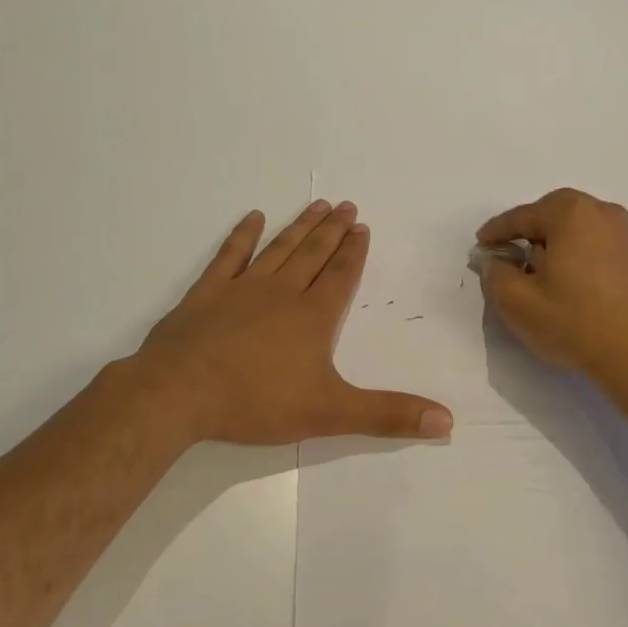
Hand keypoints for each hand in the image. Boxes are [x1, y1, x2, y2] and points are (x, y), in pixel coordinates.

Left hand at [126, 201, 453, 445]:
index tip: (364, 228)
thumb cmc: (257, 401)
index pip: (341, 276)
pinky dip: (242, 236)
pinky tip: (252, 217)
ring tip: (317, 205)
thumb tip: (447, 421)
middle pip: (314, 254)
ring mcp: (242, 289)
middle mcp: (283, 292)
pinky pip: (229, 256)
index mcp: (313, 316)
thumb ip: (388, 415)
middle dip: (333, 231)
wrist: (180, 393)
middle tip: (347, 206)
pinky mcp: (207, 293)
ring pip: (279, 249)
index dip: (355, 252)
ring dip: (300, 227)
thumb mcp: (330, 413)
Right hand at [477, 189, 627, 394]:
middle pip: (548, 216)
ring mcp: (621, 231)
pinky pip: (589, 241)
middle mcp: (599, 211)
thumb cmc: (573, 323)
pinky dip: (570, 252)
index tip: (479, 246)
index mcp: (570, 213)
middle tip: (505, 259)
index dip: (495, 232)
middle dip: (525, 234)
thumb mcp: (517, 302)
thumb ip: (494, 273)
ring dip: (548, 244)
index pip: (520, 217)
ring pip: (571, 228)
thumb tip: (494, 259)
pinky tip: (561, 279)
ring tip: (532, 273)